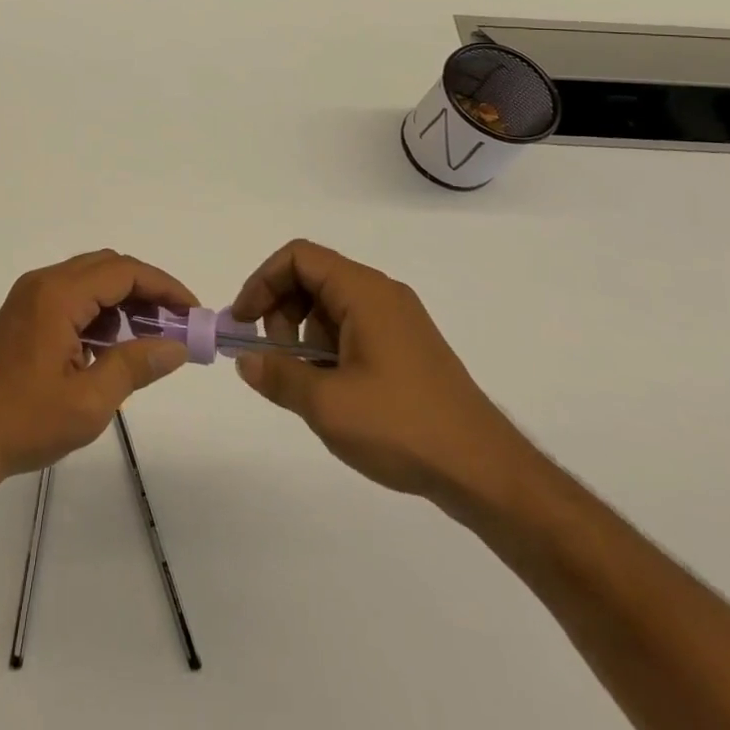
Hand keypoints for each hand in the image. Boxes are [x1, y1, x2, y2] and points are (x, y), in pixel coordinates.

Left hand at [0, 250, 196, 486]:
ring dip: (122, 301)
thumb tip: (176, 347)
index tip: (192, 311)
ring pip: (88, 282)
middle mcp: (43, 283)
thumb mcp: (89, 400)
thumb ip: (135, 365)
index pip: (123, 272)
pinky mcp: (22, 315)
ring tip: (152, 337)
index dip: (163, 286)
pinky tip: (112, 347)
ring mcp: (29, 298)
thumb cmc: (24, 420)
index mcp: (58, 294)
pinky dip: (98, 313)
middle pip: (106, 268)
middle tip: (177, 323)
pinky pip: (71, 298)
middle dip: (146, 290)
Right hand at [229, 239, 525, 505]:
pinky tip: (333, 392)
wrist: (486, 473)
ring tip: (306, 382)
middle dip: (281, 310)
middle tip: (274, 356)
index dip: (262, 281)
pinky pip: (352, 328)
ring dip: (304, 334)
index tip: (243, 321)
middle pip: (313, 277)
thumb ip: (278, 375)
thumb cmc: (403, 427)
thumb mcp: (327, 404)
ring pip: (330, 305)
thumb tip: (245, 359)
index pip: (299, 257)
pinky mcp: (407, 348)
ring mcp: (398, 321)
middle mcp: (382, 295)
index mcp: (364, 292)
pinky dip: (328, 348)